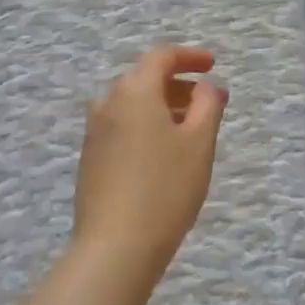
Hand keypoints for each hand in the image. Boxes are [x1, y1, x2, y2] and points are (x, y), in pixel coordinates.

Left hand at [74, 45, 228, 281]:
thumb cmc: (165, 188)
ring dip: (164, 107)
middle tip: (210, 103)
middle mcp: (108, 102)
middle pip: (146, 79)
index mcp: (134, 90)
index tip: (213, 66)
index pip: (162, 56)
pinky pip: (123, 126)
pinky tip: (165, 153)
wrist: (114, 248)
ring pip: (134, 105)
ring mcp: (95, 131)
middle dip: (180, 85)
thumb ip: (207, 104)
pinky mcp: (90, 158)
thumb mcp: (199, 143)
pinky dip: (146, 126)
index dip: (190, 57)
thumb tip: (205, 87)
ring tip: (192, 130)